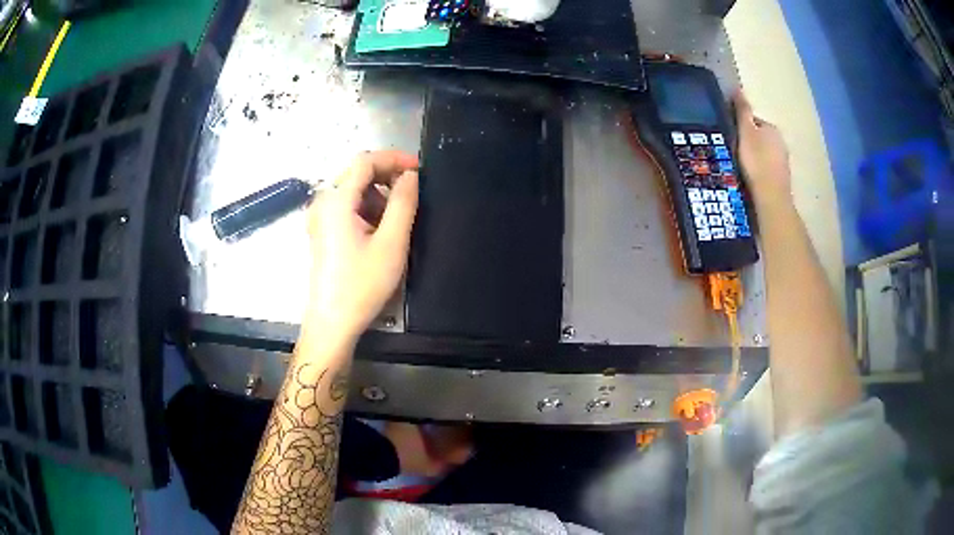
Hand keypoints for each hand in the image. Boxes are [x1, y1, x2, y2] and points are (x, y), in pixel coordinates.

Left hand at [306, 151, 418, 341]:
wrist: (332, 322)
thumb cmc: (361, 285)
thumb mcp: (391, 243)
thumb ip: (403, 203)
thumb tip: (410, 175)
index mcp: (336, 201)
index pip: (365, 161)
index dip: (394, 158)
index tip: (419, 169)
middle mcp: (323, 202)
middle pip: (356, 173)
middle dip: (387, 176)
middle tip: (414, 191)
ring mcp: (319, 217)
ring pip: (352, 190)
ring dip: (378, 194)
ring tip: (398, 218)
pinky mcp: (322, 231)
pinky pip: (346, 207)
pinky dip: (367, 208)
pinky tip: (380, 230)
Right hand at [735, 92, 791, 208]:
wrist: (771, 197)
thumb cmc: (756, 162)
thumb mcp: (745, 132)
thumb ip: (742, 111)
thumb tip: (738, 89)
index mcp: (772, 128)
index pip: (753, 121)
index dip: (740, 127)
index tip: (731, 137)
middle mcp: (781, 142)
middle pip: (760, 138)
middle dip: (749, 143)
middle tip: (734, 153)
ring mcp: (783, 162)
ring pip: (764, 154)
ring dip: (755, 158)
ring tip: (742, 168)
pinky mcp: (782, 179)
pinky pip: (767, 169)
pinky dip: (760, 171)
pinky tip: (751, 179)